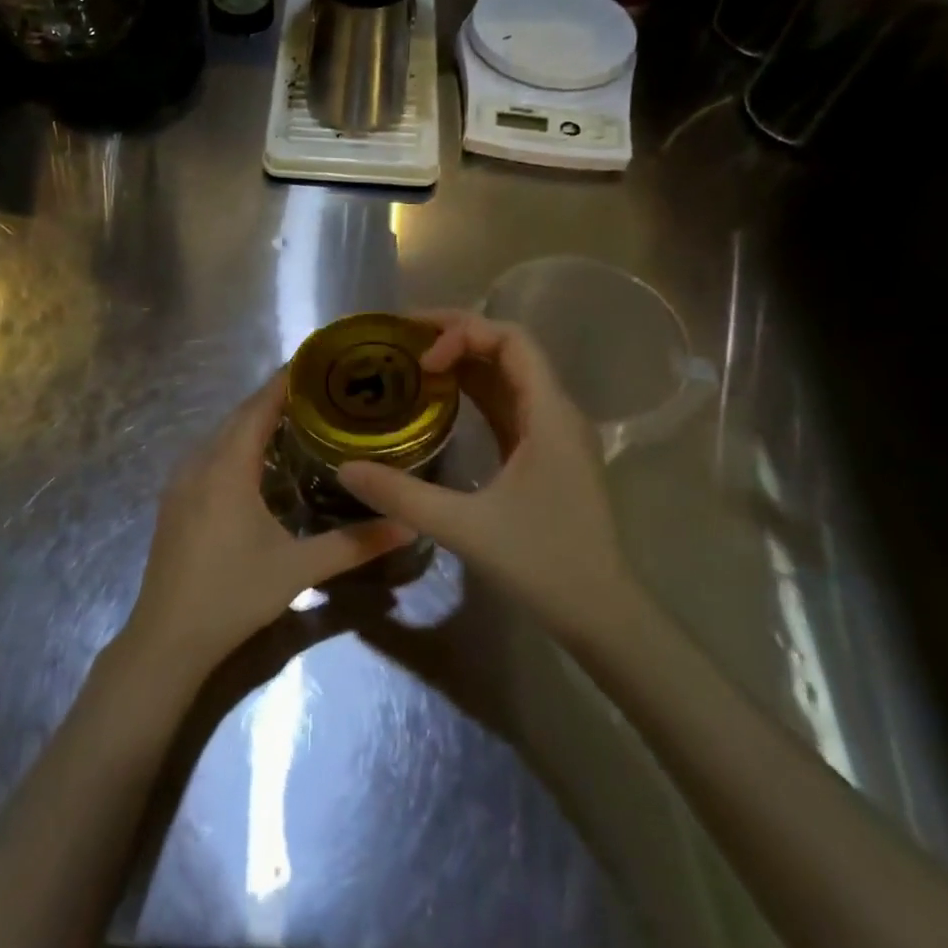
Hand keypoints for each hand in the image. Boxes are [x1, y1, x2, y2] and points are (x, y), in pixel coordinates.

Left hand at [121, 372, 410, 680]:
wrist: (167, 638)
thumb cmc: (233, 594)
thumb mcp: (298, 568)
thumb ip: (354, 544)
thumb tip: (408, 524)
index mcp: (227, 468)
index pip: (258, 407)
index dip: (285, 382)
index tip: (316, 362)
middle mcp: (198, 464)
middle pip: (238, 416)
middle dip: (274, 399)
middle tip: (319, 392)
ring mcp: (180, 483)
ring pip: (220, 436)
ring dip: (253, 422)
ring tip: (295, 419)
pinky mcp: (173, 502)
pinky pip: (207, 456)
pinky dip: (234, 445)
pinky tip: (257, 464)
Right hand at [337, 310, 636, 640]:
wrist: (602, 614)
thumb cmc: (543, 564)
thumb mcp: (465, 527)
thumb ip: (402, 495)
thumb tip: (345, 469)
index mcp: (549, 414)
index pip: (511, 340)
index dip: (463, 333)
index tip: (421, 357)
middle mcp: (556, 412)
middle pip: (508, 349)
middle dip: (457, 336)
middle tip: (403, 340)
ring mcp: (553, 434)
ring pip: (507, 377)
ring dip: (464, 362)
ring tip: (412, 361)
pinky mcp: (545, 455)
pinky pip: (507, 405)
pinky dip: (473, 393)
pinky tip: (439, 401)